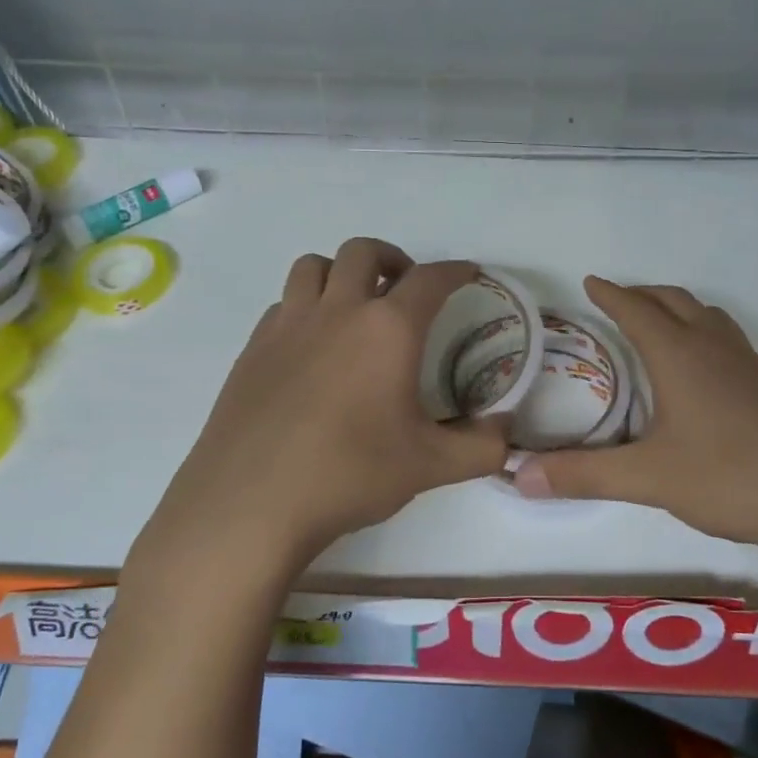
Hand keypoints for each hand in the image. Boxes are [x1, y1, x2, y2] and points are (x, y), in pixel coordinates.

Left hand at [138, 239, 509, 572]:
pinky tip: (312, 346)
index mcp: (388, 329)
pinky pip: (284, 305)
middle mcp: (338, 312)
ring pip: (313, 266)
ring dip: (341, 273)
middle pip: (364, 253)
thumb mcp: (431, 466)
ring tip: (354, 304)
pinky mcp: (252, 349)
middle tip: (406, 287)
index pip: (430, 279)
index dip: (455, 271)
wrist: (250, 504)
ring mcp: (288, 326)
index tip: (468, 274)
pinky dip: (306, 307)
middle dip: (393, 258)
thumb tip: (506, 436)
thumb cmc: (350, 474)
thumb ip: (481, 448)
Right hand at [510, 277, 757, 569]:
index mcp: (681, 355)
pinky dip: (705, 336)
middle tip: (617, 301)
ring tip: (659, 327)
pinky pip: (730, 343)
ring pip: (709, 318)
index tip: (590, 281)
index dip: (611, 294)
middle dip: (643, 295)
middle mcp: (716, 348)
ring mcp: (752, 367)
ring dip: (678, 311)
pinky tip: (704, 375)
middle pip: (675, 301)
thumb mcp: (649, 478)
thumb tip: (517, 476)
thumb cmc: (733, 478)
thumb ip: (583, 475)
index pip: (637, 310)